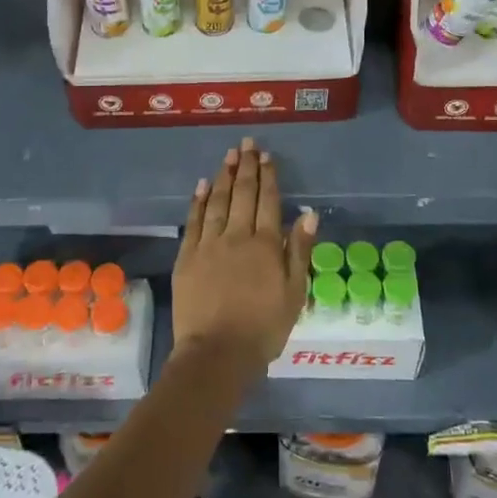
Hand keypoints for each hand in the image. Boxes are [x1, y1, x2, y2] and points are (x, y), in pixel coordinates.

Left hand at [172, 138, 316, 371]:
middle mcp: (237, 236)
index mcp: (266, 245)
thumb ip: (299, 251)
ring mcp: (209, 244)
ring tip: (228, 155)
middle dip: (246, 167)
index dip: (268, 177)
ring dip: (224, 176)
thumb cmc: (263, 328)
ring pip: (217, 201)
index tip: (267, 156)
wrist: (217, 353)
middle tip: (247, 144)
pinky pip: (194, 221)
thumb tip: (308, 213)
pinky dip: (198, 201)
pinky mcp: (187, 257)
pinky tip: (203, 185)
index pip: (268, 201)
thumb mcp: (294, 293)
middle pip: (242, 194)